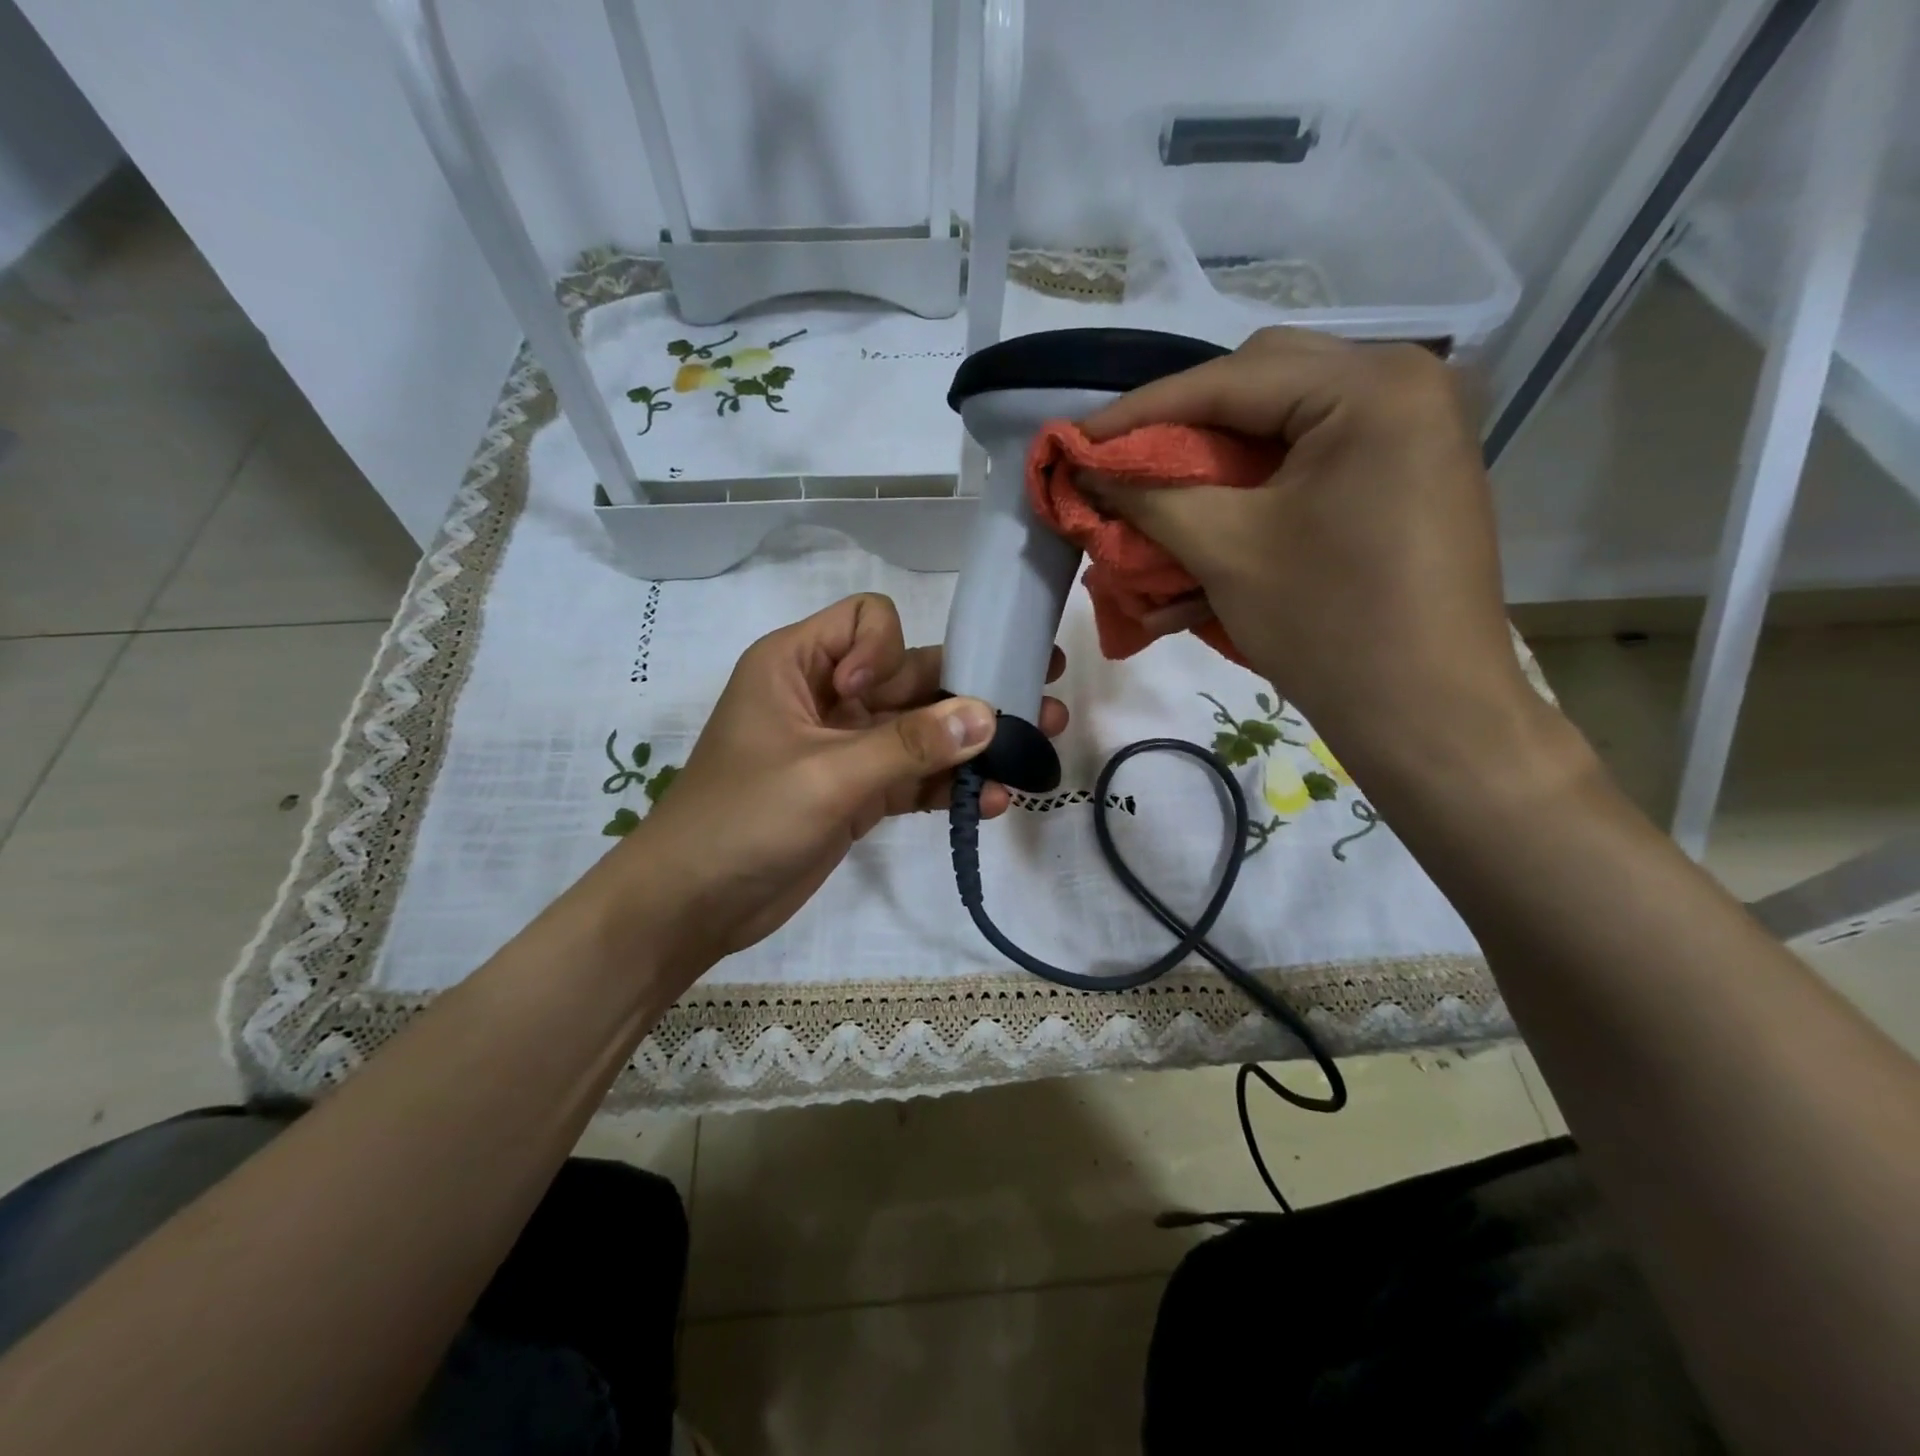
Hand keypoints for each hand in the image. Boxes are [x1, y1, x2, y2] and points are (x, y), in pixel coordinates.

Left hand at [604, 593, 1065, 977]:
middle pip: (911, 676)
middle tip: (1043, 687)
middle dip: (972, 688)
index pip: (867, 621)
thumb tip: (989, 715)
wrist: (692, 906)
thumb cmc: (741, 820)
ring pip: (921, 730)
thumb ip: (908, 746)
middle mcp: (827, 696)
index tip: (870, 698)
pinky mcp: (858, 794)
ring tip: (1038, 749)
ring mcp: (846, 747)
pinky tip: (996, 800)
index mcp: (798, 664)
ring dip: (973, 741)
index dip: (887, 651)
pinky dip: (949, 786)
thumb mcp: (825, 776)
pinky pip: (914, 777)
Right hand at [1077, 327, 1527, 760]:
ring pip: (1282, 425)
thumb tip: (1085, 471)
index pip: (1230, 380)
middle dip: (1181, 428)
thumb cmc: (1328, 625)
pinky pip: (1312, 462)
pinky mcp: (1405, 477)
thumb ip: (1149, 496)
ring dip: (1214, 460)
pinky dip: (1254, 489)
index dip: (1139, 412)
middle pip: (1260, 387)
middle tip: (1123, 464)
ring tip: (1157, 494)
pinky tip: (1210, 523)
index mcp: (1371, 387)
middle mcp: (1403, 386)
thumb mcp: (1226, 551)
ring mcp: (1412, 432)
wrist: (1428, 715)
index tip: (1074, 440)